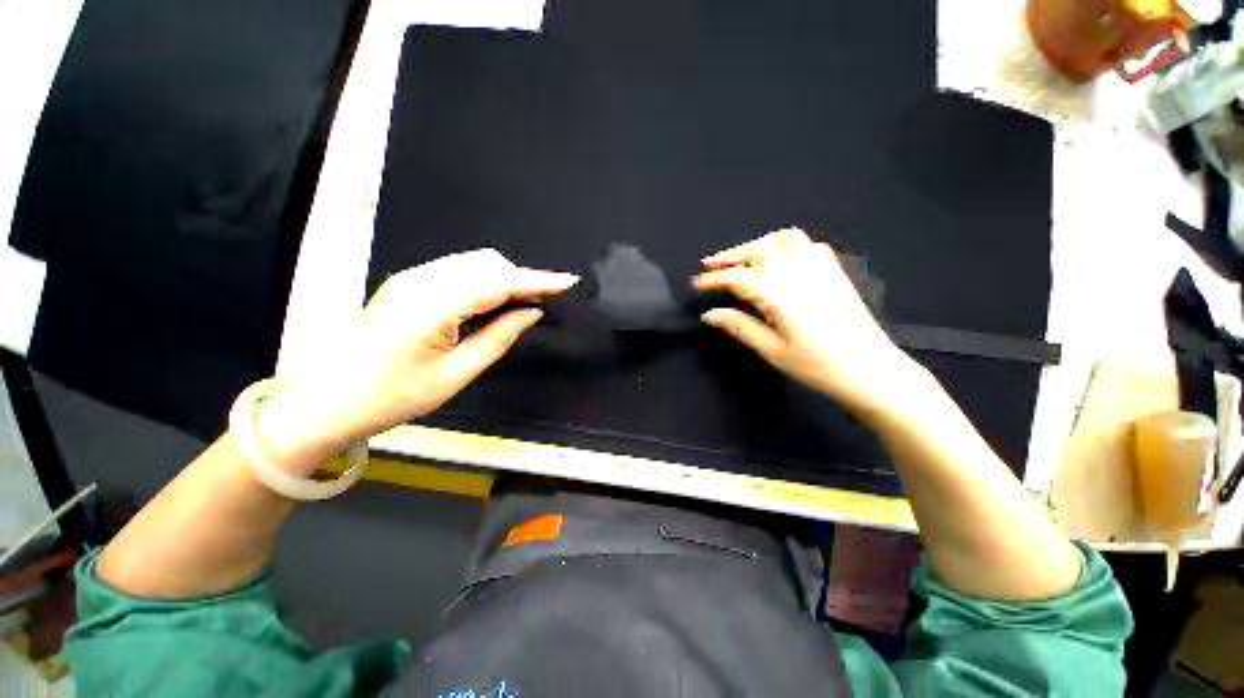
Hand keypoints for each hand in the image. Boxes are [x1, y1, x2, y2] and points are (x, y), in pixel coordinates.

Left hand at [258, 249, 577, 471]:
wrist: (329, 399)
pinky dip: (486, 281)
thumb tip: (531, 313)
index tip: (568, 281)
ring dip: (505, 278)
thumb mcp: (455, 374)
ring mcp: (412, 278)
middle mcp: (422, 280)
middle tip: (544, 302)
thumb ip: (498, 338)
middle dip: (522, 278)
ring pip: (474, 264)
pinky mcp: (410, 284)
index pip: (499, 282)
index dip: (538, 280)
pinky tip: (494, 302)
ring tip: (524, 303)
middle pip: (487, 263)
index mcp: (433, 304)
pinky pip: (459, 272)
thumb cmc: (393, 396)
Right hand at [693, 229, 914, 413]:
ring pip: (783, 239)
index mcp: (779, 294)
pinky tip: (779, 260)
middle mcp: (798, 272)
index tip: (697, 283)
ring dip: (758, 244)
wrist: (868, 368)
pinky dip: (786, 245)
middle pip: (758, 250)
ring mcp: (819, 267)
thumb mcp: (772, 350)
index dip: (714, 279)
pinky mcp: (833, 270)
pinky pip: (807, 244)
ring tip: (743, 257)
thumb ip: (739, 327)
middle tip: (711, 266)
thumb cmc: (817, 365)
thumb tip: (710, 315)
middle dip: (730, 256)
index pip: (738, 278)